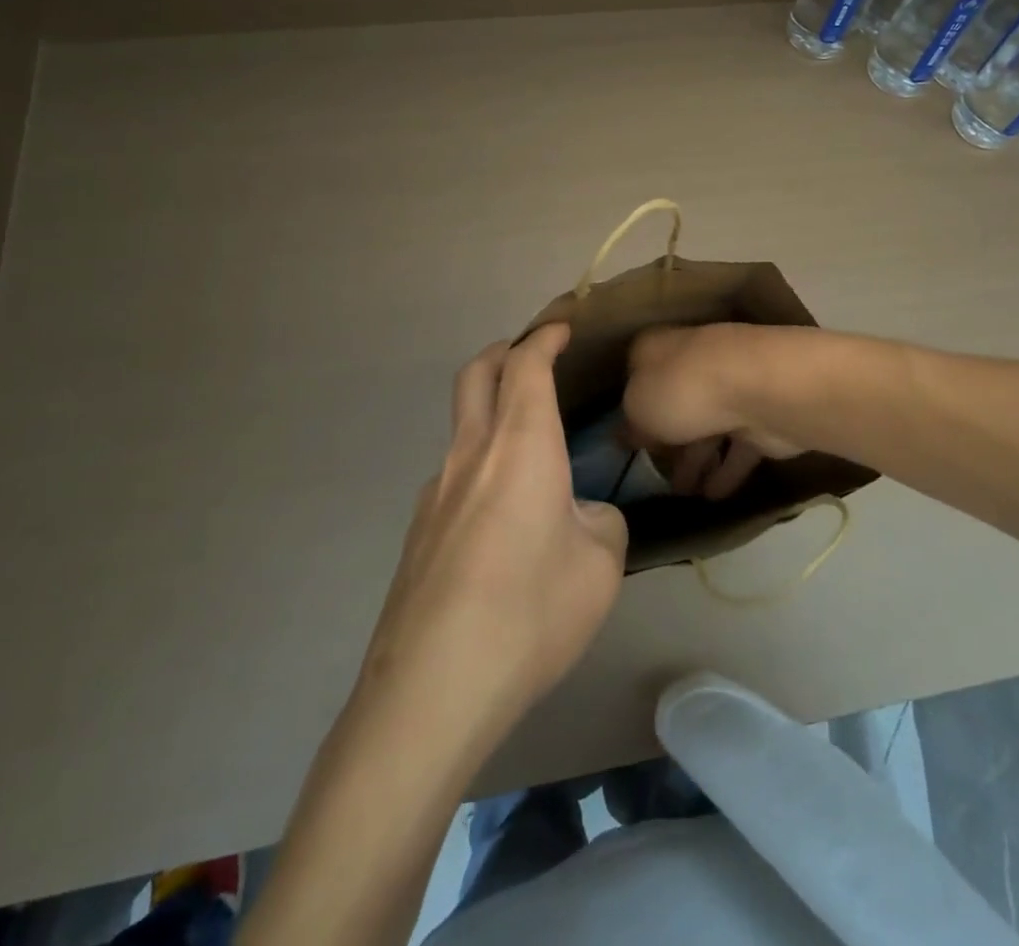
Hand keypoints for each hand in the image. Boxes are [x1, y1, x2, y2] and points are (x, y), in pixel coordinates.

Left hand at [355, 324, 626, 746]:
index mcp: (520, 445)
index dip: (544, 338)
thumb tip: (580, 516)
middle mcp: (471, 454)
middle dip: (503, 353)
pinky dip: (481, 465)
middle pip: (475, 375)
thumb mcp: (600, 567)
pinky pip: (454, 475)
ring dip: (491, 414)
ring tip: (530, 453)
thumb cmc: (529, 612)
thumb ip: (601, 523)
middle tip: (531, 358)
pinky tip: (503, 520)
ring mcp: (435, 492)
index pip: (526, 366)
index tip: (561, 329)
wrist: (431, 689)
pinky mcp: (417, 532)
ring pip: (461, 426)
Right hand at [623, 324, 805, 499]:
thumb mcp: (637, 407)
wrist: (760, 390)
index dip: (631, 405)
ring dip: (696, 461)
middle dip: (666, 438)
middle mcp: (694, 361)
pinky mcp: (760, 418)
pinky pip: (737, 449)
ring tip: (682, 494)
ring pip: (707, 428)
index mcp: (658, 349)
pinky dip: (726, 471)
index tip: (623, 437)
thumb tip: (627, 434)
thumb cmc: (683, 389)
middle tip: (652, 473)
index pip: (637, 373)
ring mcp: (731, 389)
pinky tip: (713, 496)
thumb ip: (630, 424)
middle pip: (675, 403)